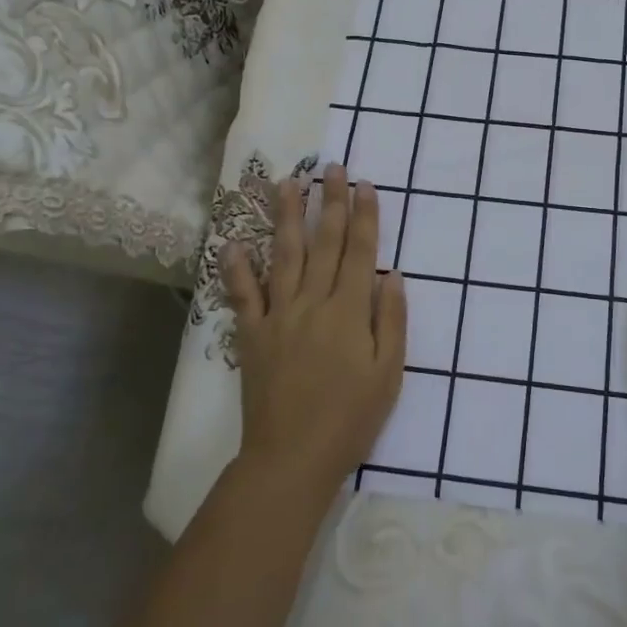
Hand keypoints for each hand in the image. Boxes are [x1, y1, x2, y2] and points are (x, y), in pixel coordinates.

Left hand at [222, 166, 406, 506]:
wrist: (292, 458)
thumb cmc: (350, 419)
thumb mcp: (388, 374)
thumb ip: (392, 320)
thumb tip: (393, 274)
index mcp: (349, 311)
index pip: (359, 251)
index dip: (364, 215)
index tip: (365, 184)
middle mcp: (313, 302)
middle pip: (324, 243)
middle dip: (330, 202)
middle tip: (332, 168)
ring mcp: (279, 316)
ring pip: (284, 256)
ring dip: (286, 217)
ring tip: (287, 183)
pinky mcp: (252, 335)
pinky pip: (243, 295)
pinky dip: (237, 268)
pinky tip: (233, 243)